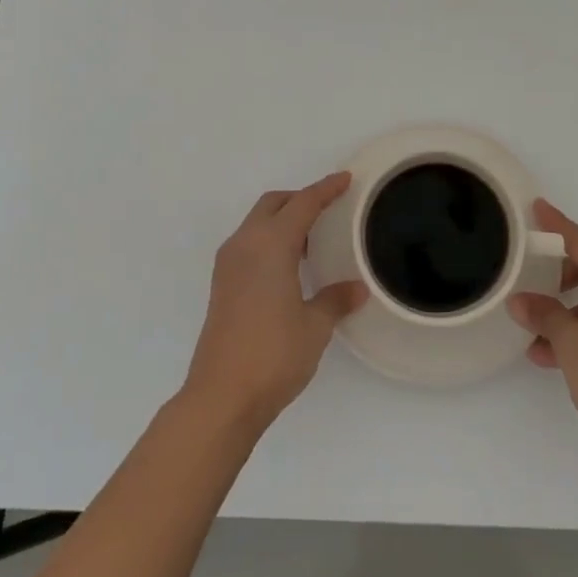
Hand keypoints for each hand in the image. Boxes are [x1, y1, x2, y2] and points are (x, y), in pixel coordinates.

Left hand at [182, 173, 367, 435]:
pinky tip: (288, 266)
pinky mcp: (222, 285)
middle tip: (328, 209)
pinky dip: (269, 241)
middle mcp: (245, 245)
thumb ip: (335, 300)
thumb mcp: (315, 326)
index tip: (344, 179)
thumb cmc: (273, 354)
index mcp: (270, 245)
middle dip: (299, 200)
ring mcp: (228, 265)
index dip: (325, 189)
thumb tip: (356, 288)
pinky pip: (248, 244)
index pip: (302, 204)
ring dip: (282, 221)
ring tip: (312, 241)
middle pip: (273, 205)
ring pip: (257, 223)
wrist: (221, 396)